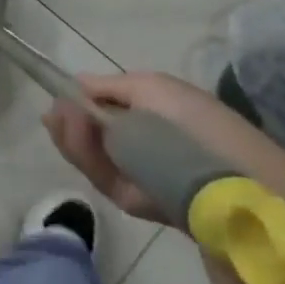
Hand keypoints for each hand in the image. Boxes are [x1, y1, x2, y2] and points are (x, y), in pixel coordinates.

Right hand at [43, 71, 279, 225]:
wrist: (228, 179)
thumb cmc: (193, 121)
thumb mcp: (150, 86)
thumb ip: (108, 86)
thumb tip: (76, 84)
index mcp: (149, 115)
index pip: (102, 109)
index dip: (78, 103)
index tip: (59, 97)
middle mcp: (138, 145)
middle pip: (89, 133)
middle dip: (69, 121)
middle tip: (56, 111)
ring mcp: (132, 173)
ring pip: (87, 155)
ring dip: (71, 135)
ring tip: (63, 117)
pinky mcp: (128, 199)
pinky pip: (97, 176)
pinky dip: (83, 154)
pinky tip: (77, 133)